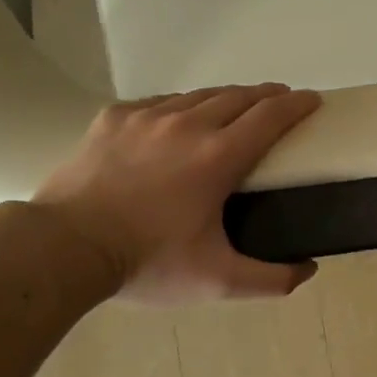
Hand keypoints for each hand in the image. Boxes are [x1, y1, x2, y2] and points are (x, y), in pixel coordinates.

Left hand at [31, 84, 321, 303]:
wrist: (63, 248)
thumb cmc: (147, 263)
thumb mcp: (218, 282)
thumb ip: (271, 279)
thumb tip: (309, 269)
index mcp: (218, 157)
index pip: (271, 116)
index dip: (297, 104)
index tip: (313, 100)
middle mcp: (188, 125)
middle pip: (239, 96)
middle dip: (267, 95)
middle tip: (282, 102)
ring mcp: (146, 117)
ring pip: (199, 95)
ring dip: (227, 98)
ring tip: (237, 108)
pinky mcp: (114, 118)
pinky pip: (160, 102)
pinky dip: (182, 106)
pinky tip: (180, 120)